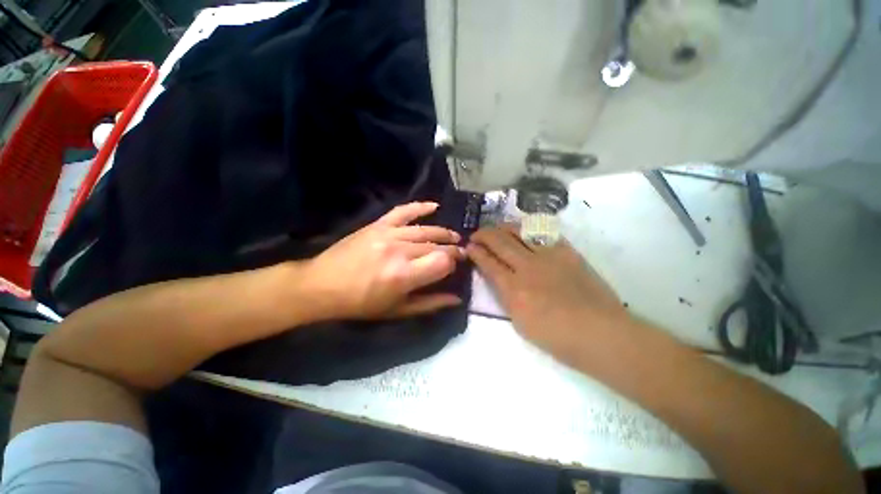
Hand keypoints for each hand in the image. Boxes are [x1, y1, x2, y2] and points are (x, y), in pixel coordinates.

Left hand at [303, 202, 464, 319]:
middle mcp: (400, 251)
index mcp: (404, 275)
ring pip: (425, 230)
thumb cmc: (361, 303)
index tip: (453, 268)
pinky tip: (434, 206)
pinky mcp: (378, 225)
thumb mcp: (397, 310)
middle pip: (436, 246)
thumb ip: (430, 303)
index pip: (443, 261)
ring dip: (443, 233)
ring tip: (454, 237)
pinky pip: (403, 211)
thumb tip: (457, 298)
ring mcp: (388, 234)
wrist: (322, 285)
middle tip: (460, 253)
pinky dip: (420, 207)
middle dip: (452, 250)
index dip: (452, 264)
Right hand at [467, 225, 626, 358]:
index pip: (488, 263)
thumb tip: (498, 278)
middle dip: (483, 235)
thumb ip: (506, 296)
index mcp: (514, 290)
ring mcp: (548, 256)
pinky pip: (543, 233)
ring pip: (519, 231)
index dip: (476, 252)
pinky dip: (528, 229)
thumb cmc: (557, 337)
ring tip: (496, 229)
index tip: (469, 247)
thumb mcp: (519, 322)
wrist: (599, 332)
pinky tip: (522, 230)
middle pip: (500, 242)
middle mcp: (527, 267)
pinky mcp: (566, 251)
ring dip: (503, 227)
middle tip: (476, 234)